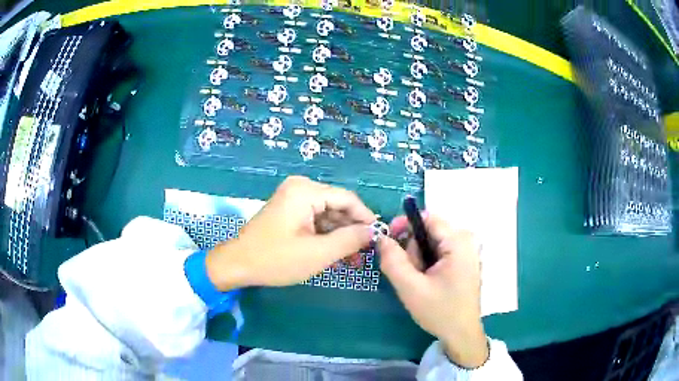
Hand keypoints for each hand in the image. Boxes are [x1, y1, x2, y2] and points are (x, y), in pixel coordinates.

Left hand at [206, 176, 374, 289]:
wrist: (238, 264)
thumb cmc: (276, 259)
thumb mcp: (317, 253)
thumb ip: (349, 240)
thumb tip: (373, 232)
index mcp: (306, 191)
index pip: (348, 199)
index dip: (366, 218)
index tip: (379, 238)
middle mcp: (300, 188)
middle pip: (338, 206)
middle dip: (352, 230)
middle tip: (366, 253)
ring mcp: (293, 199)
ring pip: (328, 215)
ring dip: (340, 236)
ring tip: (353, 260)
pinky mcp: (289, 211)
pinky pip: (315, 220)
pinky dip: (326, 236)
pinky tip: (337, 254)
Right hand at [378, 214, 487, 367]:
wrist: (461, 334)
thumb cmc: (440, 311)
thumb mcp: (411, 288)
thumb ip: (393, 261)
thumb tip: (381, 238)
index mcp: (459, 241)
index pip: (427, 218)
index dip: (404, 224)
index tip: (388, 240)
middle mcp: (467, 240)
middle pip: (429, 231)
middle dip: (413, 250)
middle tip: (409, 274)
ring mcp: (468, 251)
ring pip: (432, 242)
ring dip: (419, 259)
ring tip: (419, 282)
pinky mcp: (465, 260)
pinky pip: (439, 251)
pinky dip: (428, 263)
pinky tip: (427, 282)